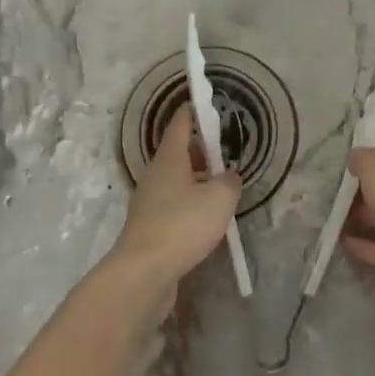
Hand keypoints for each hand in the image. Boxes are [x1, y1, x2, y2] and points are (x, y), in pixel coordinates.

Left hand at [107, 105, 241, 310]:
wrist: (144, 273)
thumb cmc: (183, 224)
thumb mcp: (220, 198)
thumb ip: (229, 182)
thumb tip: (229, 176)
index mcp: (169, 159)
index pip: (180, 124)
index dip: (193, 111)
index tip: (204, 103)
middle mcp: (155, 176)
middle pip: (178, 154)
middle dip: (201, 151)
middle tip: (225, 152)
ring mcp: (148, 203)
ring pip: (176, 182)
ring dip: (197, 181)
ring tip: (221, 188)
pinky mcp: (149, 229)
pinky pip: (174, 207)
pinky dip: (190, 206)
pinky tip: (207, 219)